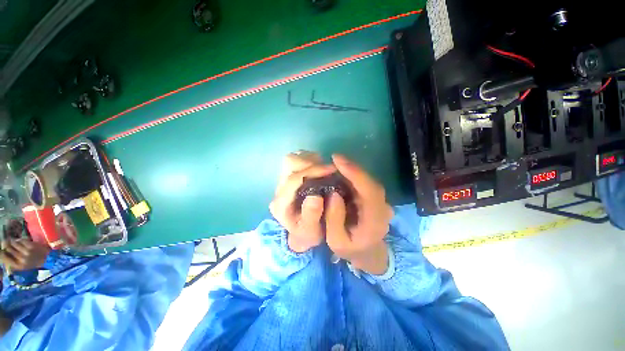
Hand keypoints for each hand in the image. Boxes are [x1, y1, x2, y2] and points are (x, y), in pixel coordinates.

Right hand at [0, 239, 50, 271]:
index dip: (1, 252)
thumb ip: (12, 261)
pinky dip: (19, 240)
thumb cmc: (33, 262)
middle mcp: (21, 259)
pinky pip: (21, 240)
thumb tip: (1, 254)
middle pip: (8, 248)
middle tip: (5, 242)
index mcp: (18, 266)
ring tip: (13, 241)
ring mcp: (26, 252)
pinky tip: (20, 241)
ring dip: (12, 241)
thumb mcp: (21, 266)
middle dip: (6, 244)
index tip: (0, 249)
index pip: (4, 258)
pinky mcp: (30, 246)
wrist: (47, 259)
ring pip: (13, 243)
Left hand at [270, 151, 335, 252]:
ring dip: (310, 160)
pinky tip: (319, 170)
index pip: (294, 179)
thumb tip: (315, 196)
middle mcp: (279, 190)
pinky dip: (309, 160)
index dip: (313, 171)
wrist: (299, 233)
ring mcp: (282, 182)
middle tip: (328, 169)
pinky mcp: (288, 178)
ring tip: (324, 169)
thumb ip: (311, 216)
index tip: (332, 169)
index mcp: (281, 203)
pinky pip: (297, 160)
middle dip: (310, 162)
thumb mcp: (311, 231)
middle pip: (289, 163)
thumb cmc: (306, 233)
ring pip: (292, 159)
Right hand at [325, 155, 393, 274]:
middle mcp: (382, 208)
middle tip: (335, 158)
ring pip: (368, 180)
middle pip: (370, 182)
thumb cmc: (351, 248)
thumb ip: (334, 219)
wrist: (368, 252)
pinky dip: (354, 175)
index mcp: (375, 221)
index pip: (369, 192)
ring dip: (353, 170)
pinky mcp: (375, 198)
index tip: (338, 161)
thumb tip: (333, 193)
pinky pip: (365, 183)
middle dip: (352, 168)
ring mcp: (381, 202)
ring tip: (337, 163)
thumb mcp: (336, 241)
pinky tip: (343, 171)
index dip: (355, 173)